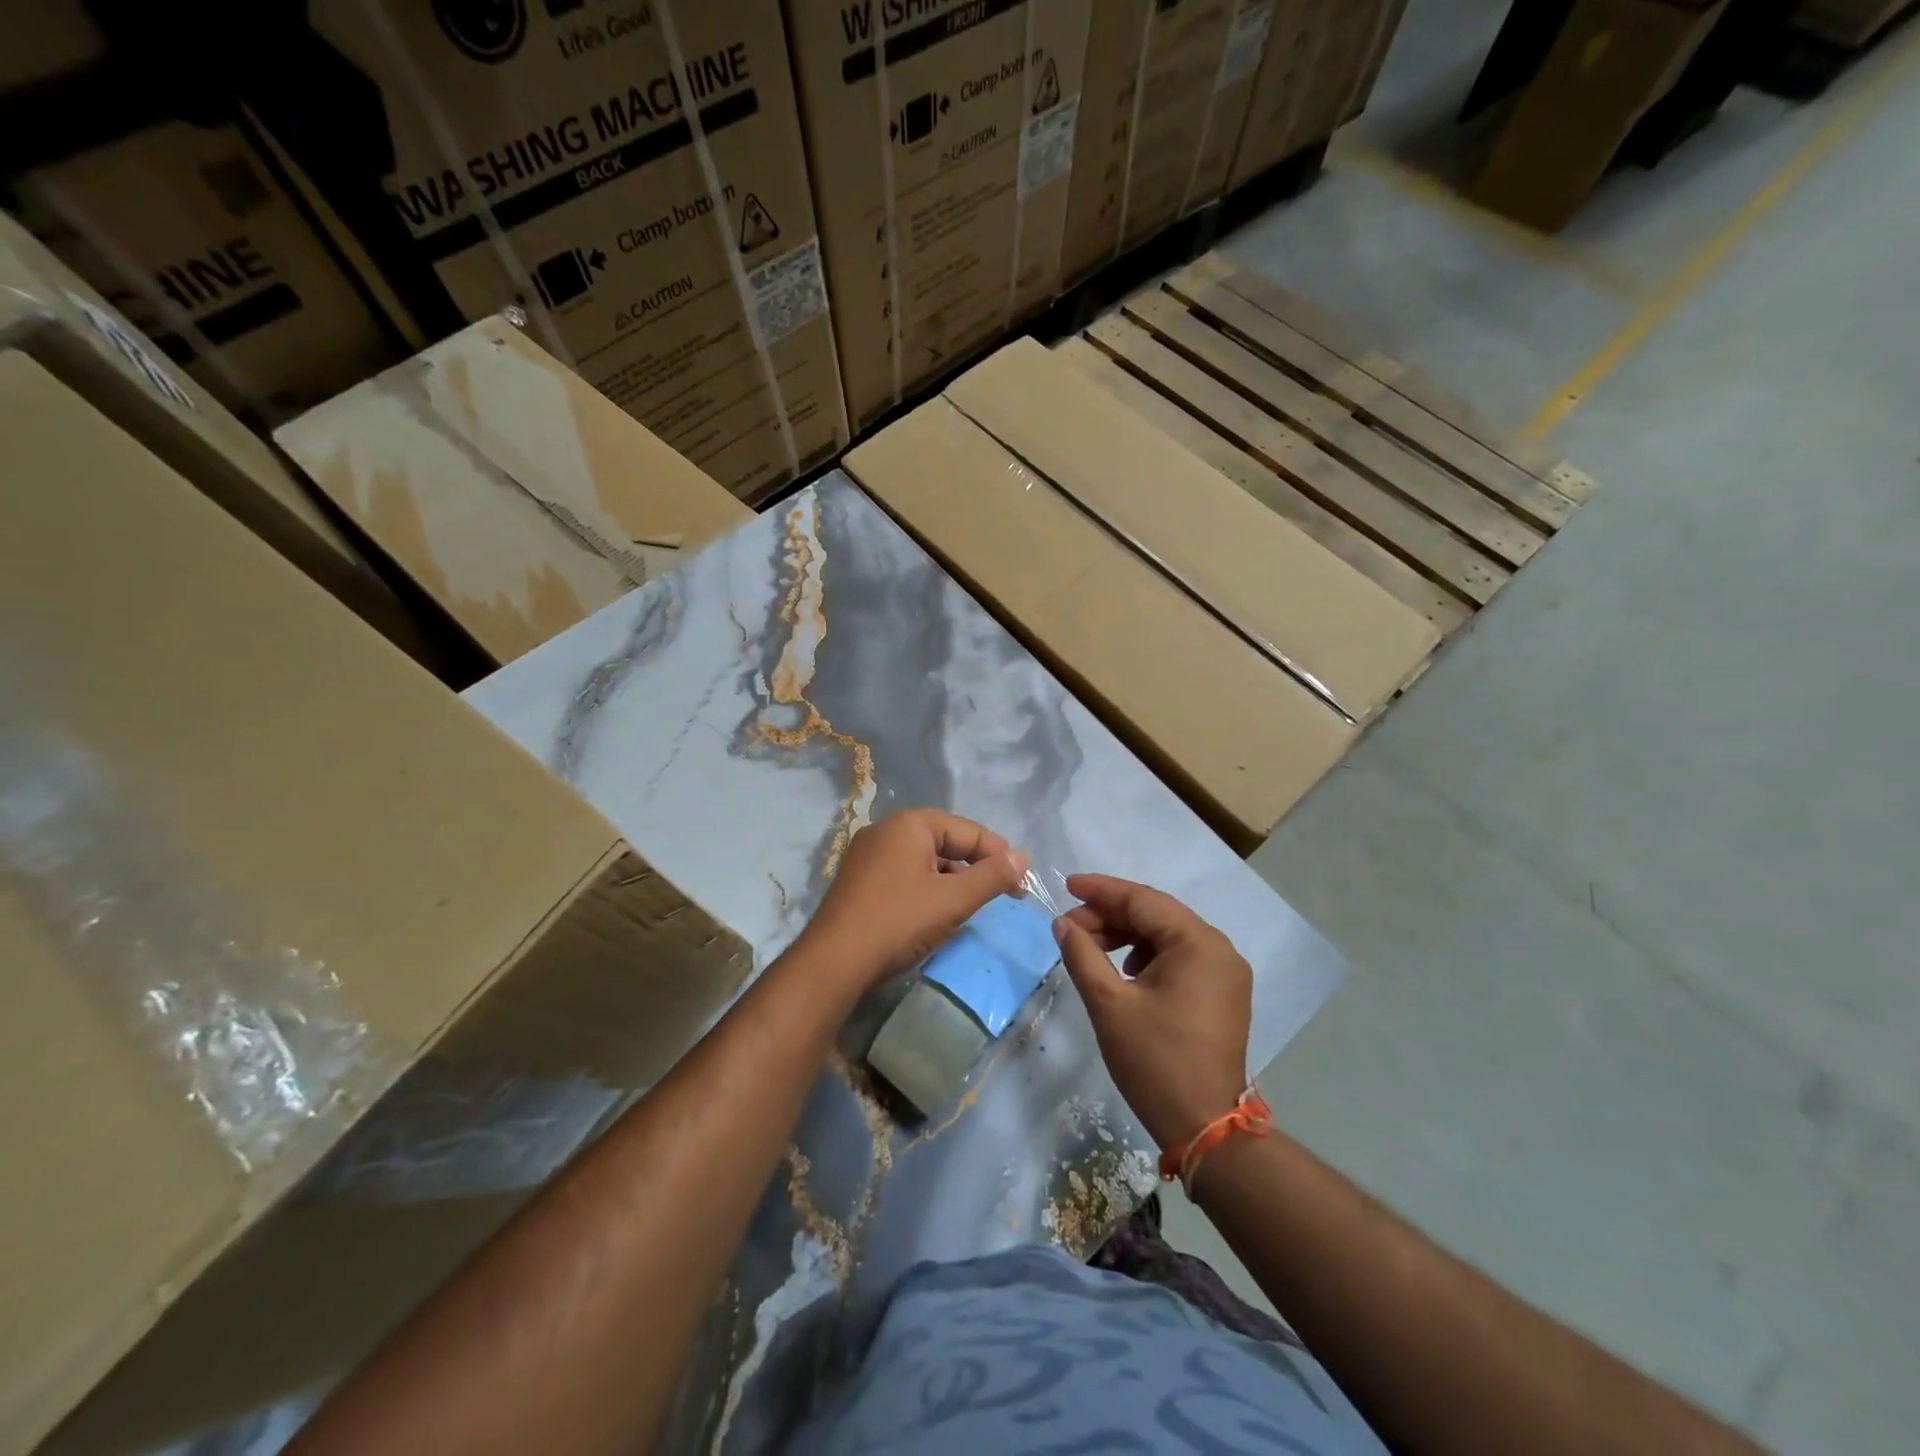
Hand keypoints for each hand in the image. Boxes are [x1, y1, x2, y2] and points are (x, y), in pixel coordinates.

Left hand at [797, 809, 1029, 991]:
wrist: (834, 962)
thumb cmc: (899, 921)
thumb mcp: (953, 900)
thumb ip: (992, 876)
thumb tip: (1024, 857)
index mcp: (909, 824)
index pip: (968, 830)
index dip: (999, 855)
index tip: (1021, 884)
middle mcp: (886, 830)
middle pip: (945, 842)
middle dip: (974, 868)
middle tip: (1000, 896)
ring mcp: (867, 855)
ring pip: (924, 860)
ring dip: (951, 881)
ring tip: (969, 908)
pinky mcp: (858, 881)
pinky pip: (904, 875)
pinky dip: (926, 890)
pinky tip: (935, 915)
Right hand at [1054, 874, 1252, 1150]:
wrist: (1205, 1128)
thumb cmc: (1155, 1061)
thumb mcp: (1109, 1004)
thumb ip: (1083, 955)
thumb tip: (1063, 923)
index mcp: (1198, 943)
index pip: (1143, 900)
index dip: (1101, 891)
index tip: (1066, 886)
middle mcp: (1219, 949)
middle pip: (1157, 915)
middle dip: (1111, 916)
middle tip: (1071, 927)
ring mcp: (1225, 973)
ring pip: (1167, 936)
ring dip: (1127, 935)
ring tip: (1091, 949)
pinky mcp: (1222, 994)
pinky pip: (1180, 958)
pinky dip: (1147, 956)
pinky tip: (1124, 971)